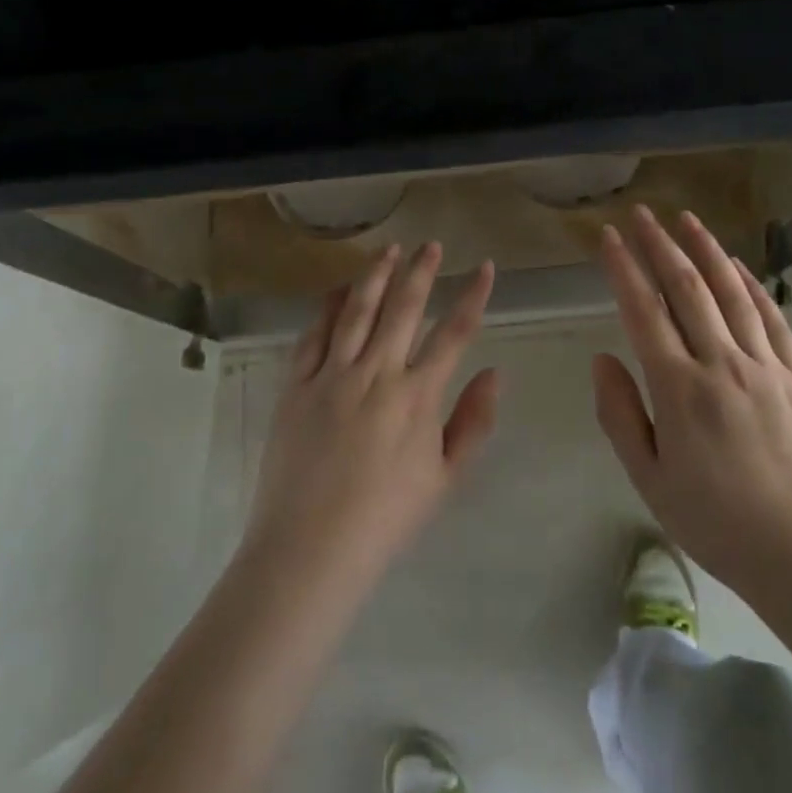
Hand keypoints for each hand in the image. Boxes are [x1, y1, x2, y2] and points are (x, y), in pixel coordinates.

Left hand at [245, 243, 497, 588]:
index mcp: (418, 395)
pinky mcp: (296, 385)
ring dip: (376, 276)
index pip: (455, 332)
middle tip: (431, 245)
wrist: (311, 548)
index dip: (474, 295)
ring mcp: (332, 375)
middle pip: (404, 308)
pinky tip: (337, 290)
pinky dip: (327, 308)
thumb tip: (496, 371)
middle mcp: (377, 373)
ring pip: (358, 310)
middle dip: (422, 271)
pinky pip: (313, 335)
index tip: (485, 267)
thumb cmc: (387, 518)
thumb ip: (474, 421)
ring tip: (388, 250)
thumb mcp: (446, 478)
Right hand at [593, 208, 791, 600]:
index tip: (607, 237)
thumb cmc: (720, 525)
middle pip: (686, 289)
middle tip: (640, 213)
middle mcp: (722, 364)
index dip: (622, 269)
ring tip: (686, 219)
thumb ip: (622, 415)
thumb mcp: (651, 481)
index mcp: (679, 390)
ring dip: (706, 251)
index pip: (643, 312)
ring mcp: (766, 367)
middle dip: (659, 245)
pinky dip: (753, 286)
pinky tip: (739, 267)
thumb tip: (603, 359)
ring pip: (731, 293)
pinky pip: (773, 319)